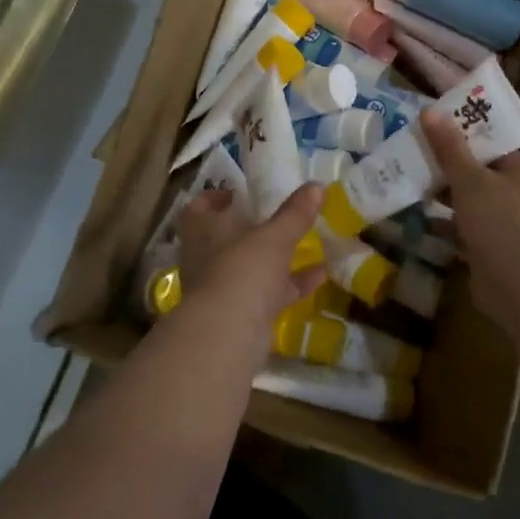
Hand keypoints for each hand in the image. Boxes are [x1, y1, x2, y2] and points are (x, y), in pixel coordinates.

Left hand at [175, 184, 323, 355]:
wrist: (229, 333)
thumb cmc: (243, 268)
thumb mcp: (274, 236)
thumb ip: (294, 213)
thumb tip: (317, 185)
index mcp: (202, 231)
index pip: (198, 208)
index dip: (215, 199)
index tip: (238, 193)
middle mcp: (206, 257)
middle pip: (224, 238)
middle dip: (249, 228)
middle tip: (276, 217)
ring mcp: (222, 288)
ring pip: (248, 267)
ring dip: (273, 257)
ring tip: (304, 242)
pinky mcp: (241, 313)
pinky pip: (268, 292)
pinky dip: (292, 283)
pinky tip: (321, 274)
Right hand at [420, 109, 519, 334]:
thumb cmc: (501, 221)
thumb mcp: (470, 179)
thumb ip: (449, 148)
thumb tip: (429, 111)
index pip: (493, 147)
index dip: (463, 137)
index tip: (432, 131)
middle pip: (481, 175)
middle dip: (449, 170)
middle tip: (415, 156)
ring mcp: (512, 227)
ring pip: (473, 205)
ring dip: (446, 199)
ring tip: (412, 185)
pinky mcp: (497, 253)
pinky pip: (468, 232)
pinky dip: (448, 227)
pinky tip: (420, 220)